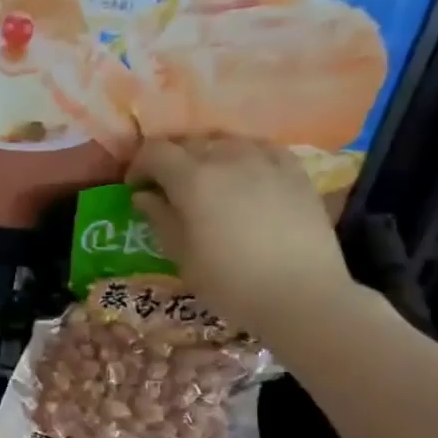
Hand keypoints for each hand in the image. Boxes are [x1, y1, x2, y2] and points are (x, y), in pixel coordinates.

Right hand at [126, 136, 355, 342]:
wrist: (301, 296)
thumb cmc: (230, 284)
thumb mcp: (182, 257)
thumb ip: (160, 219)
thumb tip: (144, 196)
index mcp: (193, 180)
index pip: (154, 152)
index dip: (139, 166)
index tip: (136, 188)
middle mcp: (227, 157)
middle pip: (189, 142)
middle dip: (171, 160)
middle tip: (166, 188)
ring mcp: (265, 159)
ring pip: (225, 141)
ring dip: (207, 155)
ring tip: (206, 181)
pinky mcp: (294, 170)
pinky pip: (260, 148)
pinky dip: (243, 156)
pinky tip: (244, 177)